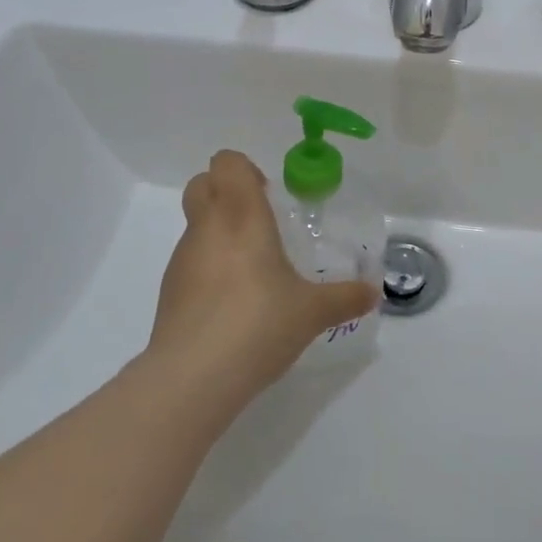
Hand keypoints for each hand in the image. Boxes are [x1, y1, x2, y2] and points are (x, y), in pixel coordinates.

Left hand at [148, 151, 379, 403]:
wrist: (193, 378)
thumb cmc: (258, 324)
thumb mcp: (312, 312)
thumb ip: (345, 298)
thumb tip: (372, 293)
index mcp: (241, 215)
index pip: (227, 163)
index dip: (245, 170)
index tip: (270, 196)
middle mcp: (207, 227)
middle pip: (201, 184)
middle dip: (226, 192)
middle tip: (260, 222)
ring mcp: (182, 259)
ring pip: (195, 224)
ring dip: (218, 232)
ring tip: (252, 270)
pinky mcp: (168, 291)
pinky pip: (190, 262)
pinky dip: (208, 268)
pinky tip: (231, 305)